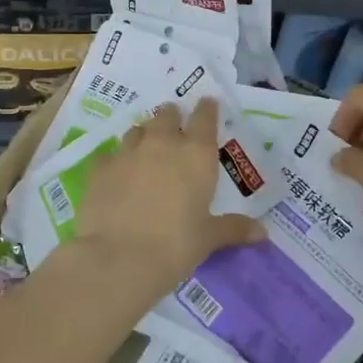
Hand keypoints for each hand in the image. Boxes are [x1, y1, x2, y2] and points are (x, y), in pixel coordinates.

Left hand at [75, 100, 265, 288]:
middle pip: (167, 114)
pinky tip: (116, 174)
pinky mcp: (99, 167)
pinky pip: (109, 155)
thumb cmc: (175, 246)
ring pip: (137, 130)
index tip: (208, 104)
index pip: (205, 117)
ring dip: (144, 136)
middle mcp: (162, 143)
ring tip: (146, 151)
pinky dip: (115, 160)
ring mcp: (127, 152)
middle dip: (172, 118)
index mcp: (196, 154)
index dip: (207, 108)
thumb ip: (233, 228)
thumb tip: (262, 233)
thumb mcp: (208, 238)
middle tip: (175, 130)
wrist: (118, 258)